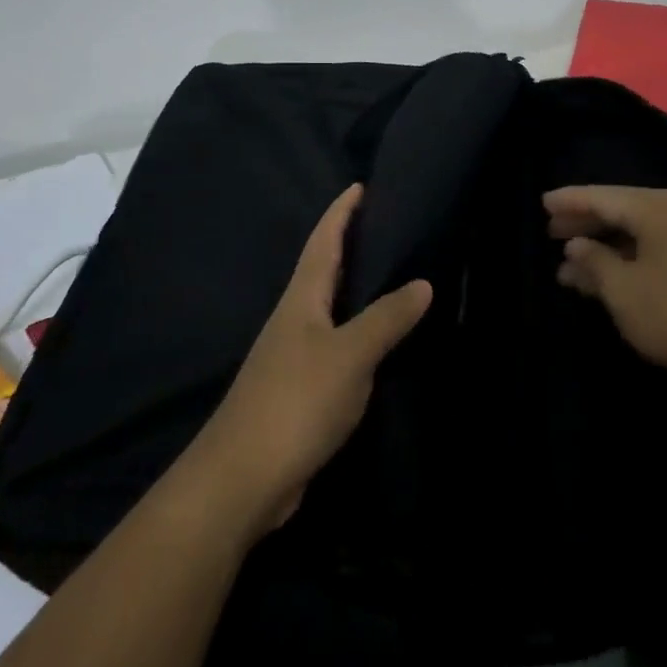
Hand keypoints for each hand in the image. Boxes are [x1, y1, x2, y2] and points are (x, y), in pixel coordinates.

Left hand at [186, 185, 430, 542]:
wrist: (242, 481)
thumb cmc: (295, 402)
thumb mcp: (350, 355)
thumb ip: (387, 318)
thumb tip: (424, 282)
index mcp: (302, 299)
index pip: (323, 240)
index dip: (341, 212)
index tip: (361, 186)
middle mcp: (295, 319)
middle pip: (325, 269)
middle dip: (352, 244)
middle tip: (391, 226)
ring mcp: (295, 355)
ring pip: (332, 307)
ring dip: (358, 288)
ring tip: (396, 275)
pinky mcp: (302, 389)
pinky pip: (337, 344)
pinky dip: (359, 330)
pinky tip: (381, 340)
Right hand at [544, 185, 666, 399]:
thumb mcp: (623, 290)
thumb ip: (594, 262)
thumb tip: (575, 244)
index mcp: (655, 208)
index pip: (602, 196)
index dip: (569, 201)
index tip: (542, 204)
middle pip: (619, 211)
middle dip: (583, 224)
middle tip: (550, 233)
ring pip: (635, 235)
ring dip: (602, 250)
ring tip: (567, 267)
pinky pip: (651, 253)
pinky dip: (625, 263)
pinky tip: (605, 283)